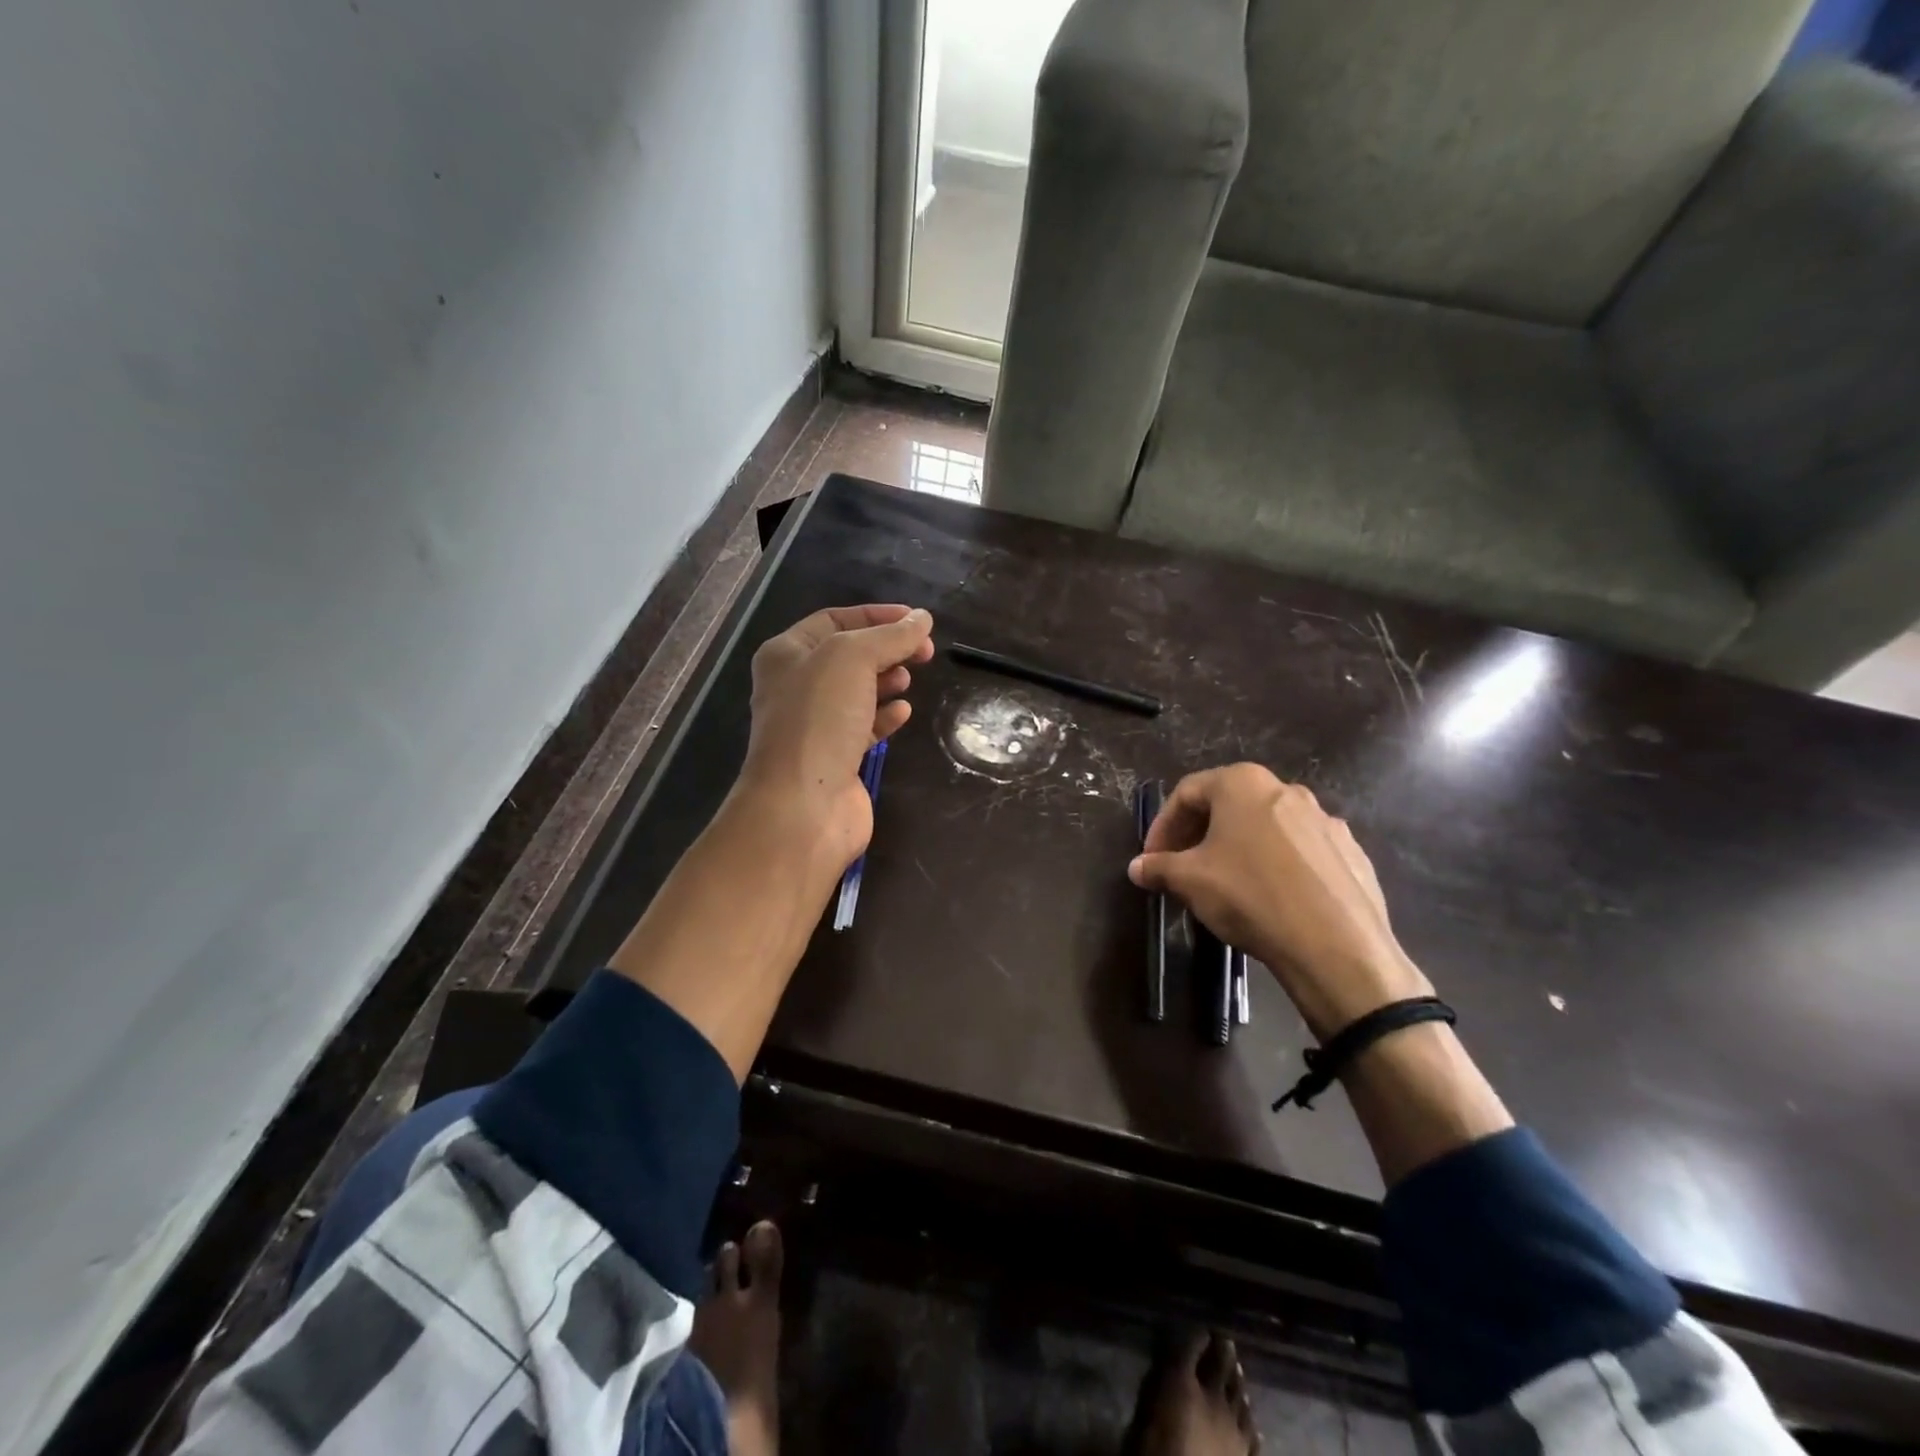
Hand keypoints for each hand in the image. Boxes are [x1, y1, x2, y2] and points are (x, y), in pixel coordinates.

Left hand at [735, 603, 935, 870]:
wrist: (803, 804)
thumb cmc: (819, 719)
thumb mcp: (853, 658)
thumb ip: (890, 636)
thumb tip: (921, 619)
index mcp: (786, 654)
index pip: (834, 619)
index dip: (876, 615)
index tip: (916, 620)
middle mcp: (796, 686)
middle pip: (849, 655)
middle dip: (887, 648)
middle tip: (924, 651)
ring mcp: (815, 725)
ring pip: (857, 691)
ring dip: (886, 680)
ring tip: (909, 679)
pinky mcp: (836, 758)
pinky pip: (864, 726)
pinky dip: (885, 716)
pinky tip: (903, 712)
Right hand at [1129, 764, 1430, 1037]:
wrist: (1336, 945)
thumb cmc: (1250, 896)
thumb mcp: (1190, 881)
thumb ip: (1158, 867)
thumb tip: (1137, 867)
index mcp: (1243, 783)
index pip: (1187, 792)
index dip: (1163, 825)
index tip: (1153, 858)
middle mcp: (1286, 790)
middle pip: (1229, 805)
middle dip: (1199, 835)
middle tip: (1183, 868)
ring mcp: (1325, 820)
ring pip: (1267, 827)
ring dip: (1239, 848)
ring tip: (1226, 884)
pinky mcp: (1350, 853)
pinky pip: (1301, 851)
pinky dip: (1278, 865)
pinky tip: (1272, 899)